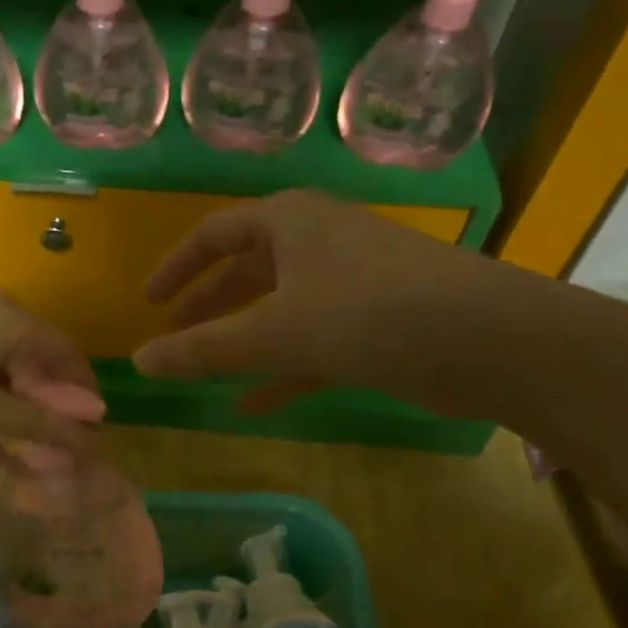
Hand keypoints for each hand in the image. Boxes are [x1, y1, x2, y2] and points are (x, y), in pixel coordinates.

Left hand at [0, 291, 96, 454]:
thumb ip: (38, 422)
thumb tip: (91, 434)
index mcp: (8, 319)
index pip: (67, 351)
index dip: (84, 394)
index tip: (92, 436)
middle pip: (38, 364)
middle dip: (52, 412)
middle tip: (62, 458)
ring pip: (8, 377)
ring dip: (22, 419)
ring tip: (37, 466)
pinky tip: (0, 456)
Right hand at [132, 190, 506, 412]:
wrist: (487, 339)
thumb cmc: (366, 314)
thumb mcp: (272, 333)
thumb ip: (202, 349)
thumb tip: (139, 362)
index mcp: (288, 222)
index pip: (213, 234)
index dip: (177, 268)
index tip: (149, 303)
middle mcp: (317, 241)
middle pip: (246, 271)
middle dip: (208, 308)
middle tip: (173, 340)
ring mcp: (350, 280)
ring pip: (279, 309)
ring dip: (241, 340)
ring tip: (204, 372)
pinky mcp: (377, 320)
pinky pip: (313, 340)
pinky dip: (282, 368)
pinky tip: (254, 404)